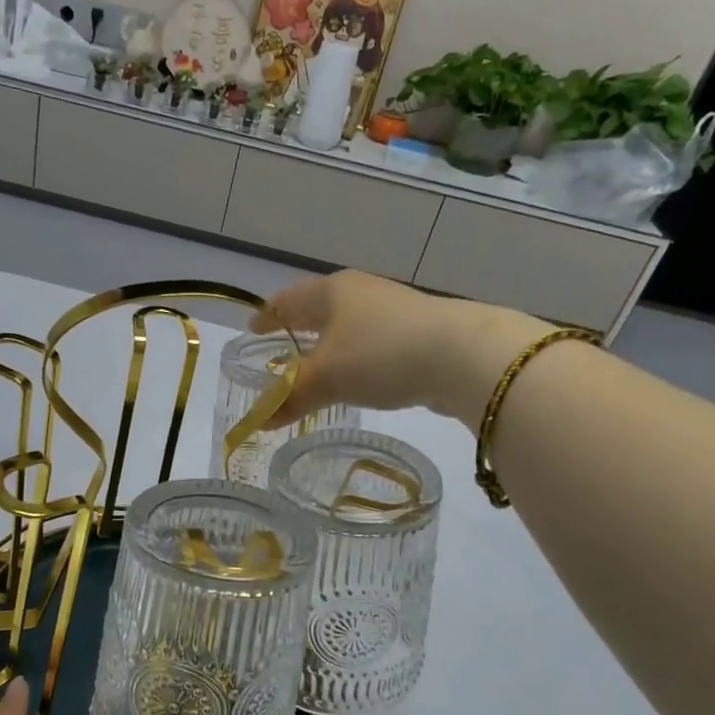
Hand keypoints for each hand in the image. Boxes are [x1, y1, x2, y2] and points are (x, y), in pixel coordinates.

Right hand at [251, 272, 545, 430]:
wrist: (462, 355)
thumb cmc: (380, 355)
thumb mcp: (327, 379)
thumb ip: (291, 397)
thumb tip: (259, 422)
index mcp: (331, 292)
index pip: (287, 300)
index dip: (267, 316)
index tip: (251, 328)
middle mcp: (360, 293)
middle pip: (319, 308)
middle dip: (299, 326)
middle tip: (280, 344)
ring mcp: (393, 310)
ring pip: (348, 325)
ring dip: (330, 343)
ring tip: (317, 364)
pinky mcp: (418, 332)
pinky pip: (372, 341)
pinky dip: (356, 356)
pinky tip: (359, 375)